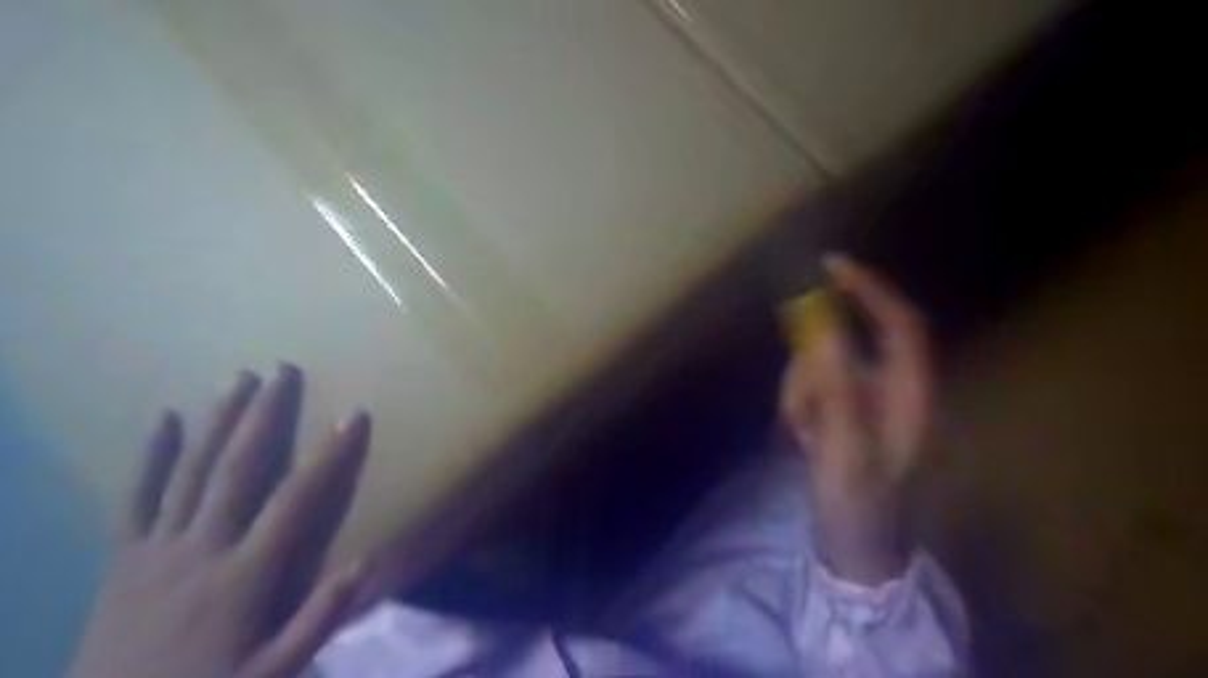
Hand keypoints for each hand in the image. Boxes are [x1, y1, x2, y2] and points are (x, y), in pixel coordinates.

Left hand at [68, 365, 372, 677]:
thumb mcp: (274, 672)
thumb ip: (319, 618)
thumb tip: (366, 560)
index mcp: (245, 574)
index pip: (296, 500)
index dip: (328, 455)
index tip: (352, 416)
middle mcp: (202, 548)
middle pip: (237, 469)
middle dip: (263, 416)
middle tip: (281, 371)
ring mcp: (156, 549)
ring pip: (190, 472)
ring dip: (217, 422)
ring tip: (237, 379)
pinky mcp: (122, 557)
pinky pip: (134, 498)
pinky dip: (149, 456)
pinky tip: (163, 419)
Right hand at [779, 256, 938, 585]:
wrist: (853, 541)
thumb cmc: (858, 498)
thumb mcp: (843, 443)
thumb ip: (834, 384)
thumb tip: (822, 329)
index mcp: (911, 392)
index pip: (898, 323)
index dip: (870, 290)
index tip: (830, 265)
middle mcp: (893, 386)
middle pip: (847, 344)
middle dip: (813, 368)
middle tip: (802, 411)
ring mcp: (866, 398)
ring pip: (823, 364)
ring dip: (802, 393)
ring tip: (803, 437)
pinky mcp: (844, 409)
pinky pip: (813, 385)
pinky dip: (800, 404)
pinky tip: (804, 439)